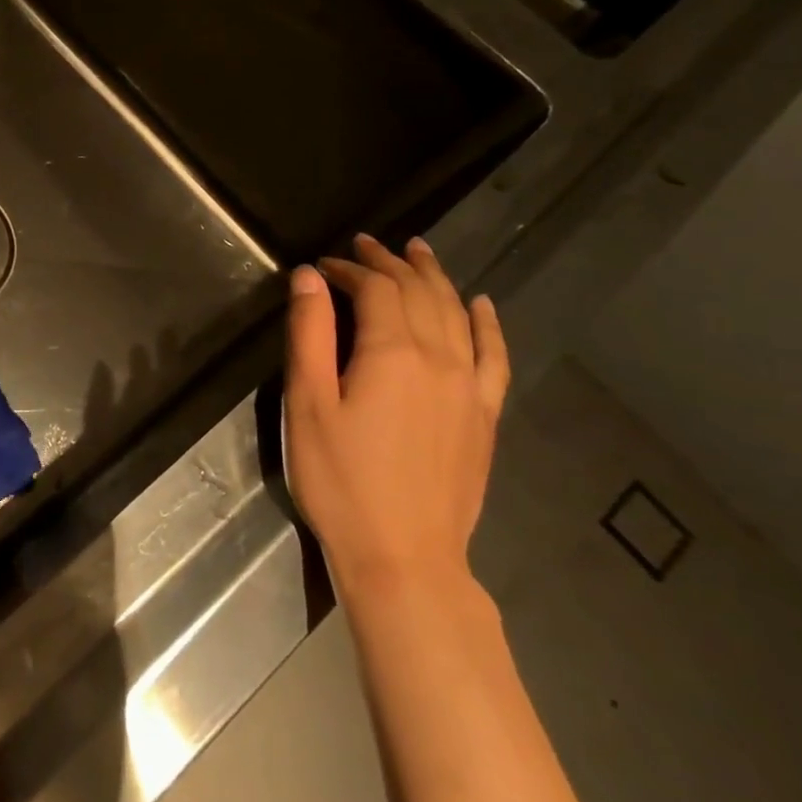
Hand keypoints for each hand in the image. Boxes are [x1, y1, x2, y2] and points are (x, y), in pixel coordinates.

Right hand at [283, 234, 509, 602]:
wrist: (403, 556)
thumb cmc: (340, 479)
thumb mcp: (307, 403)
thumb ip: (309, 333)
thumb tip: (310, 277)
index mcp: (392, 353)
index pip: (376, 288)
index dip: (350, 268)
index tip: (325, 265)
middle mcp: (440, 359)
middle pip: (419, 292)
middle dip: (390, 263)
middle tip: (366, 244)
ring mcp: (469, 388)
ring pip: (457, 314)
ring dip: (435, 278)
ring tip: (418, 251)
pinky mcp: (483, 416)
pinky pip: (494, 356)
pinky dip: (489, 324)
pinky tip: (483, 306)